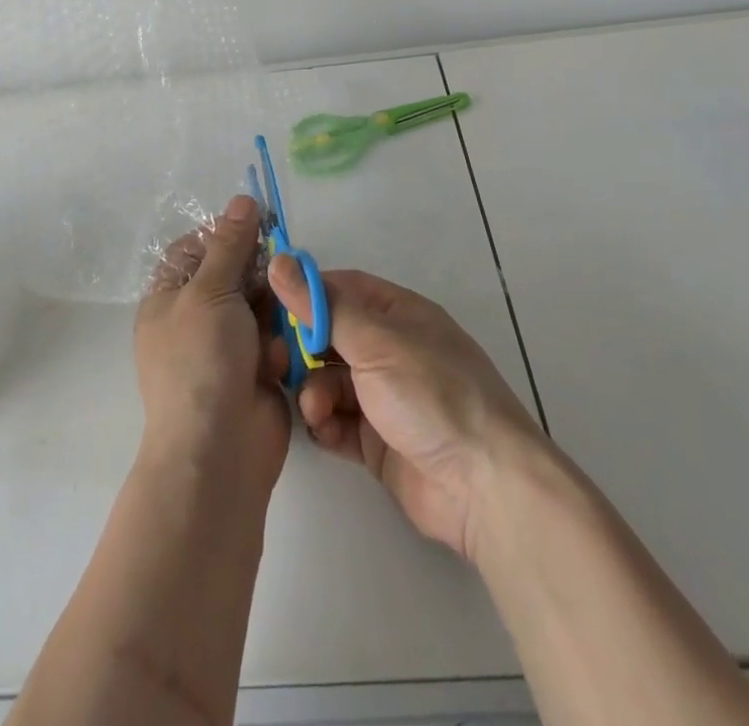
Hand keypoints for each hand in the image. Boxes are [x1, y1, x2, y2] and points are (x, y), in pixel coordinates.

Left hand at [134, 194, 292, 492]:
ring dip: (271, 311)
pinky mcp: (256, 371)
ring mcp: (226, 347)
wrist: (219, 451)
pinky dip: (278, 345)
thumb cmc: (201, 360)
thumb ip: (231, 244)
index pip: (195, 249)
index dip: (224, 234)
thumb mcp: (210, 291)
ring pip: (259, 305)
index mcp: (169, 298)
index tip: (258, 223)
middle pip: (233, 274)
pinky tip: (277, 359)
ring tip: (276, 323)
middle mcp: (195, 319)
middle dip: (258, 274)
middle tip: (280, 271)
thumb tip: (243, 199)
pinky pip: (274, 339)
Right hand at [270, 259, 546, 559]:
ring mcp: (385, 397)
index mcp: (399, 314)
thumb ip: (323, 307)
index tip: (266, 303)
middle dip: (303, 349)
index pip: (342, 289)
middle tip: (275, 362)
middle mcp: (391, 350)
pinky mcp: (378, 442)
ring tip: (316, 409)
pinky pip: (338, 422)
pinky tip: (324, 430)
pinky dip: (327, 424)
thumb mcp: (375, 342)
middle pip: (331, 337)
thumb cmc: (431, 395)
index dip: (306, 293)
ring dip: (315, 391)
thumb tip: (280, 262)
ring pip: (330, 381)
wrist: (482, 486)